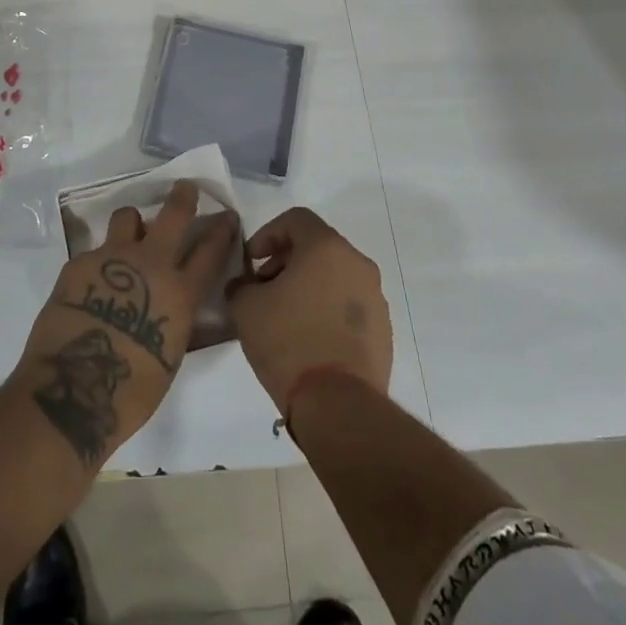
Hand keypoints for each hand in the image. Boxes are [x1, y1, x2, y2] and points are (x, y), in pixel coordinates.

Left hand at [11, 181, 237, 467]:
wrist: (72, 390)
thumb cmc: (130, 393)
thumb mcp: (170, 358)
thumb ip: (178, 323)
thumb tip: (179, 310)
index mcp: (180, 294)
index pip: (210, 252)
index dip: (222, 231)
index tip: (227, 215)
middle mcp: (150, 265)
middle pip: (173, 215)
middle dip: (182, 197)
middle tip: (184, 188)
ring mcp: (112, 258)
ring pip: (127, 217)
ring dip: (132, 224)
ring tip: (128, 239)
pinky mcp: (79, 263)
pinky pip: (94, 251)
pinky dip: (99, 262)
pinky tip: (91, 284)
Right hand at [227, 207, 392, 415]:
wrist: (338, 406)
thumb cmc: (289, 342)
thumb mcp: (246, 307)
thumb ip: (242, 284)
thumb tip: (246, 285)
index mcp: (327, 247)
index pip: (296, 219)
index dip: (268, 233)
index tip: (251, 261)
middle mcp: (357, 264)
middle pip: (317, 246)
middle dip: (286, 261)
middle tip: (264, 288)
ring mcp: (375, 298)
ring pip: (335, 276)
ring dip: (308, 285)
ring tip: (285, 317)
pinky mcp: (383, 330)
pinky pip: (349, 306)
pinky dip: (327, 310)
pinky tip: (309, 339)